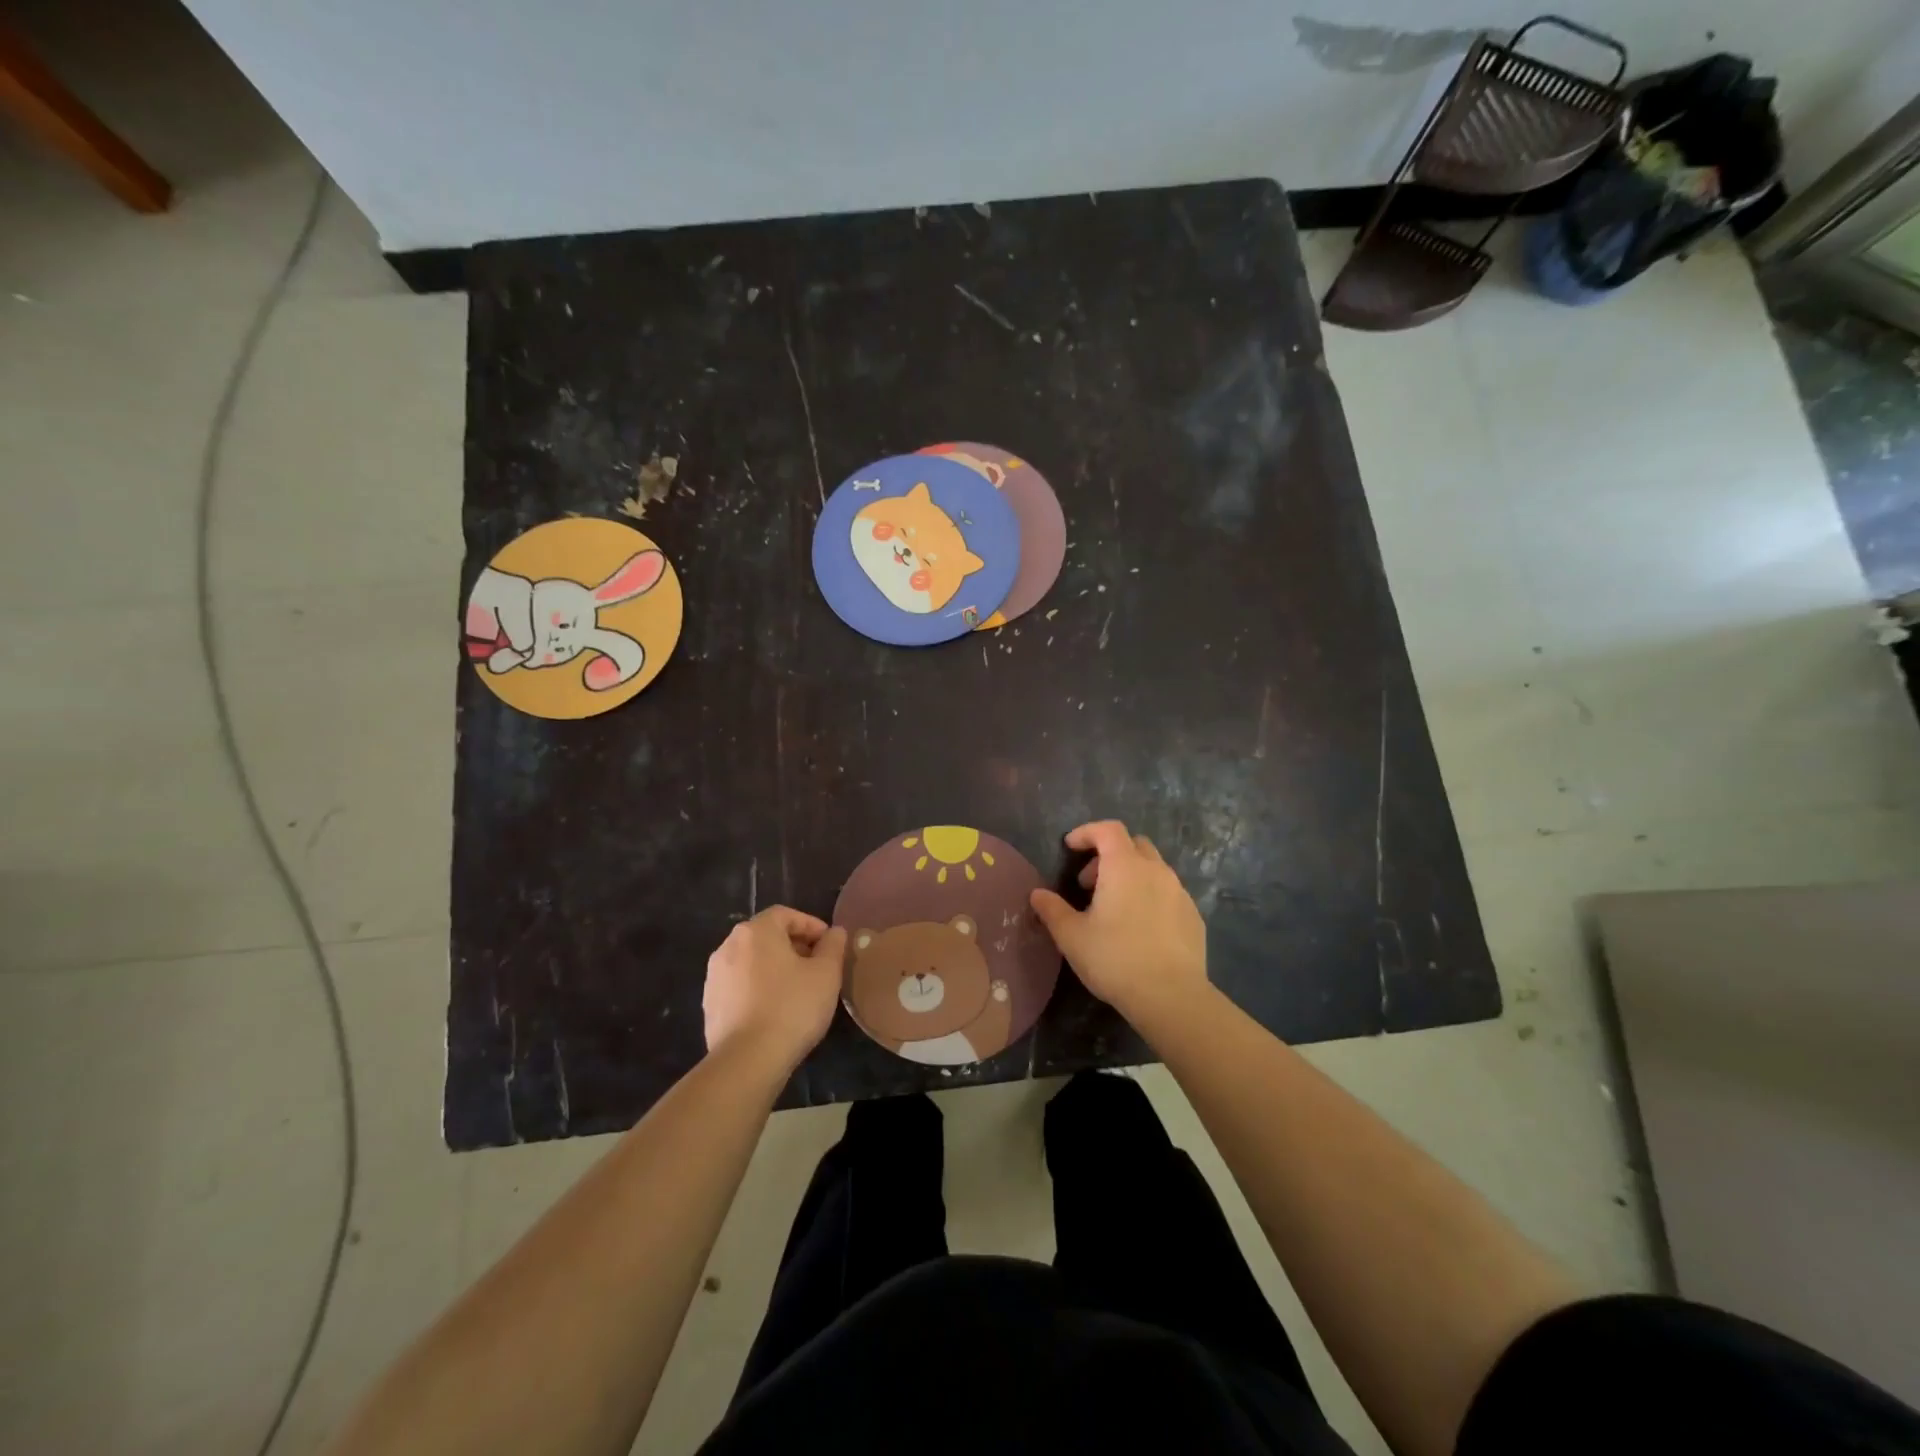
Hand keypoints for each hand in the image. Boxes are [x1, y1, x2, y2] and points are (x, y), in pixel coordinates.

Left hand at [703, 907, 847, 1072]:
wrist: (747, 1060)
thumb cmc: (792, 1006)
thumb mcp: (826, 973)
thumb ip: (833, 946)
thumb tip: (835, 932)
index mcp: (756, 931)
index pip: (786, 915)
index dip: (811, 925)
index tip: (829, 945)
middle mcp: (729, 946)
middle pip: (766, 936)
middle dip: (794, 946)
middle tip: (817, 967)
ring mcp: (714, 977)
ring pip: (752, 962)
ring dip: (775, 968)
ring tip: (798, 990)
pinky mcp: (710, 1005)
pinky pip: (740, 986)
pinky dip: (758, 989)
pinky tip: (775, 1011)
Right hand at [1029, 820, 1207, 1027]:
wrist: (1172, 996)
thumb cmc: (1115, 959)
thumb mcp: (1072, 937)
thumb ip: (1052, 910)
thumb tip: (1037, 894)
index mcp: (1125, 867)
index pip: (1108, 829)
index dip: (1087, 832)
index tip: (1070, 847)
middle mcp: (1156, 871)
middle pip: (1133, 844)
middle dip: (1108, 854)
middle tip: (1089, 884)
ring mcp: (1179, 892)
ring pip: (1153, 868)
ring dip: (1130, 876)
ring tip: (1113, 908)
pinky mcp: (1193, 916)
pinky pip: (1168, 893)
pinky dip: (1149, 896)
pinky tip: (1140, 928)